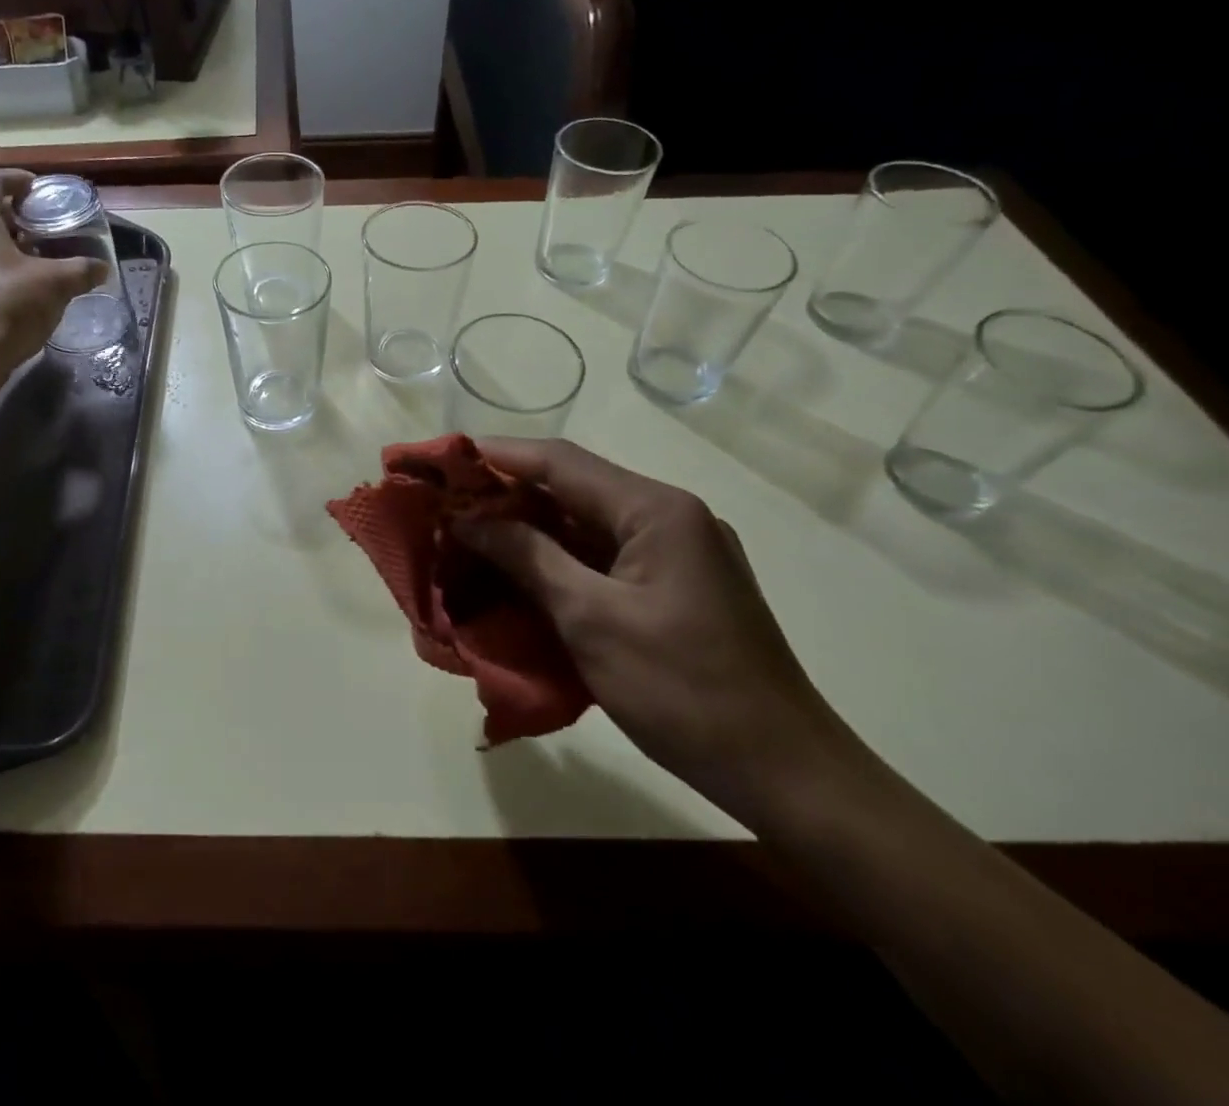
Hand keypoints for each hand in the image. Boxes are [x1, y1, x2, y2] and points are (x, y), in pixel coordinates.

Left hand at [0, 169, 103, 375]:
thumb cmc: (9, 304)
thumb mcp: (56, 284)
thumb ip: (82, 270)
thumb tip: (103, 268)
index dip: (17, 179)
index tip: (40, 191)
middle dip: (14, 216)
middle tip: (44, 228)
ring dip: (2, 244)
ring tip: (35, 259)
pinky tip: (16, 288)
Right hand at [456, 438, 857, 823]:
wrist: (786, 774)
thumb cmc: (684, 691)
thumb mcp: (591, 619)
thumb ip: (527, 556)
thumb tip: (468, 518)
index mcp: (656, 510)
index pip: (560, 461)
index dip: (496, 456)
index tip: (442, 460)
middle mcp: (669, 517)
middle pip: (572, 487)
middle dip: (506, 494)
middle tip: (447, 505)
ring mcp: (676, 552)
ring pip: (585, 523)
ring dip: (528, 528)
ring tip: (470, 537)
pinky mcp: (674, 586)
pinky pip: (602, 556)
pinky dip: (557, 560)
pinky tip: (519, 573)